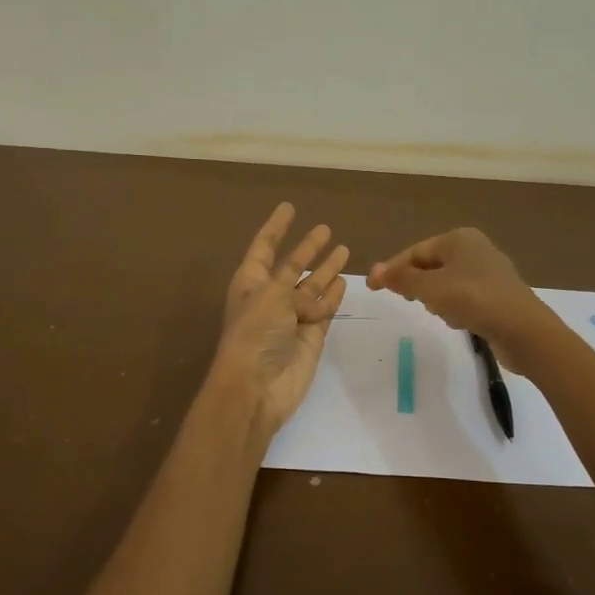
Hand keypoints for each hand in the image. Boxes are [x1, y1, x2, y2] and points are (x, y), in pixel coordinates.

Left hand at [211, 203, 349, 436]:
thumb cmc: (255, 334)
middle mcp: (271, 297)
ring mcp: (292, 317)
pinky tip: (344, 282)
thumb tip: (314, 300)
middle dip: (307, 247)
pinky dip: (334, 296)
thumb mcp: (272, 297)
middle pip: (292, 265)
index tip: (289, 207)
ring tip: (344, 249)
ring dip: (326, 268)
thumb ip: (295, 288)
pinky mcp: (311, 337)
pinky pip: (325, 309)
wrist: (257, 387)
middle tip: (324, 228)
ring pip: (313, 286)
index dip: (276, 227)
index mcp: (251, 283)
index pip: (265, 247)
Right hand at [368, 228, 548, 362]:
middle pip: (431, 265)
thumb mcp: (432, 288)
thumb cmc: (474, 300)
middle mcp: (475, 249)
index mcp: (459, 239)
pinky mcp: (497, 295)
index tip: (371, 287)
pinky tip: (458, 321)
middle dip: (416, 284)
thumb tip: (377, 272)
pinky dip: (455, 307)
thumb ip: (403, 279)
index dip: (392, 269)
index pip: (416, 251)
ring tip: (438, 312)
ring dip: (436, 298)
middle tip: (405, 300)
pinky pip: (464, 297)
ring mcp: (489, 272)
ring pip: (446, 282)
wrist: (524, 330)